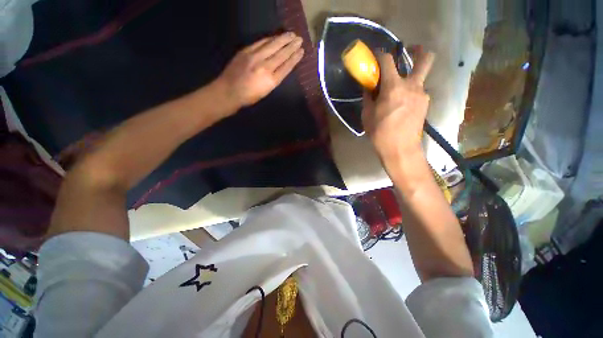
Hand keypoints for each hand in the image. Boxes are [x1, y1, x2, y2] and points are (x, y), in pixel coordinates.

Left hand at [217, 32, 304, 109]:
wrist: (229, 91)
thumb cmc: (249, 97)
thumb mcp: (266, 91)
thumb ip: (274, 79)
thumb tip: (280, 67)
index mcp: (271, 81)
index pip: (286, 66)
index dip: (295, 58)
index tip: (301, 51)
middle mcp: (265, 67)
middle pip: (281, 54)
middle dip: (292, 46)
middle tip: (300, 39)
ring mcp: (255, 57)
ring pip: (272, 45)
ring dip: (283, 39)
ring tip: (291, 35)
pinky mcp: (246, 51)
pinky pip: (261, 42)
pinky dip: (270, 39)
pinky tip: (275, 37)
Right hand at [362, 47, 434, 162]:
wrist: (400, 149)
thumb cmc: (380, 133)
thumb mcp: (367, 115)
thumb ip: (368, 97)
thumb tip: (369, 87)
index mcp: (393, 87)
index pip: (388, 60)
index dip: (381, 54)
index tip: (376, 54)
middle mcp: (412, 85)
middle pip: (424, 58)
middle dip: (418, 50)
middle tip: (409, 52)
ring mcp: (422, 94)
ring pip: (420, 77)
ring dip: (410, 78)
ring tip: (398, 92)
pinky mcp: (425, 104)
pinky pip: (418, 92)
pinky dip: (410, 93)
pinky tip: (402, 105)